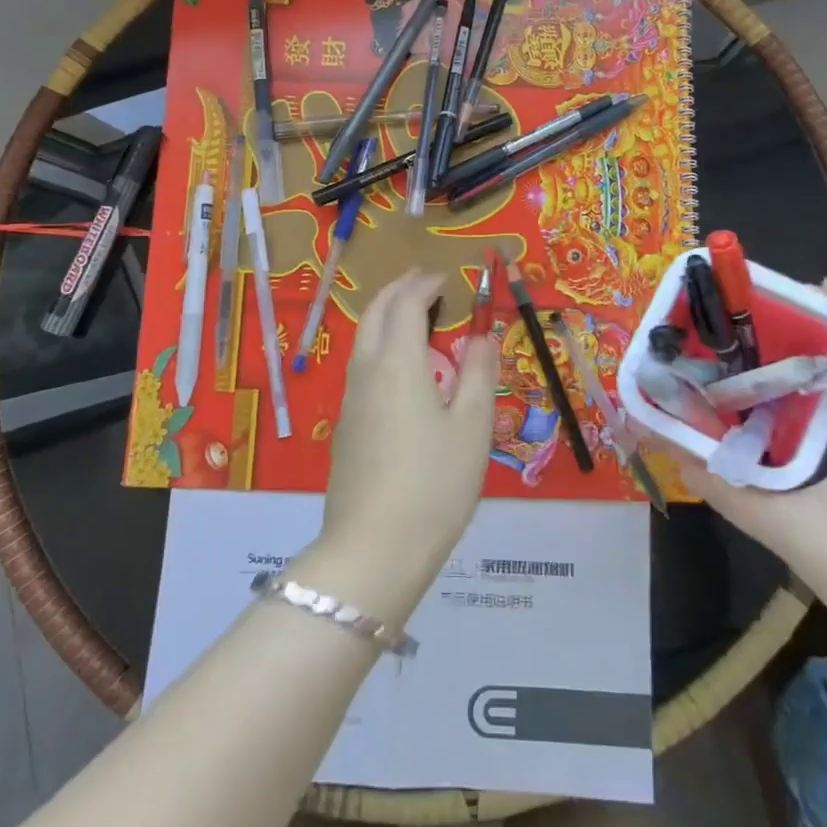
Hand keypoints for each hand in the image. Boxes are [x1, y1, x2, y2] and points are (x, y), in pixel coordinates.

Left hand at [309, 269, 497, 619]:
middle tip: (426, 284)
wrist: (374, 549)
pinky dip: (381, 345)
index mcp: (398, 362)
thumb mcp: (473, 426)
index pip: (407, 303)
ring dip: (387, 316)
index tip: (446, 277)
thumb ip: (479, 372)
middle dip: (399, 290)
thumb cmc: (434, 484)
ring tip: (416, 319)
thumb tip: (481, 335)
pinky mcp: (346, 426)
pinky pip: (362, 366)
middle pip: (376, 312)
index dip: (426, 283)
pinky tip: (402, 371)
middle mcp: (367, 370)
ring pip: (364, 339)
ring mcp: (350, 399)